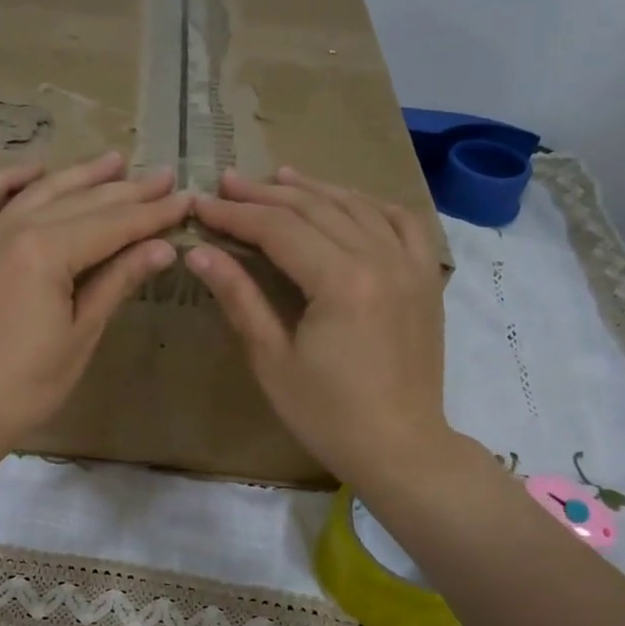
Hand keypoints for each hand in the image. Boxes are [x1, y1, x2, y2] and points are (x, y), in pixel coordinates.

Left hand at [0, 152, 191, 455]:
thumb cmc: (27, 385)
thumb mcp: (80, 335)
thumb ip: (117, 282)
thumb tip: (162, 247)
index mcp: (46, 253)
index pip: (112, 225)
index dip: (152, 214)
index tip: (186, 200)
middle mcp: (13, 230)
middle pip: (80, 203)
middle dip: (127, 191)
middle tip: (164, 177)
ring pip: (38, 193)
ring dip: (79, 176)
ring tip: (115, 161)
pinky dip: (7, 181)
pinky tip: (34, 172)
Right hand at [187, 168, 458, 490]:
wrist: (399, 447)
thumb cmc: (327, 414)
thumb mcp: (272, 359)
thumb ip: (239, 297)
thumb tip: (198, 253)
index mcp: (341, 281)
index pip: (278, 229)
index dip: (235, 214)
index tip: (200, 204)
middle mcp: (380, 258)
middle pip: (315, 209)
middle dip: (266, 195)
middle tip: (227, 183)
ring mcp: (410, 265)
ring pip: (356, 207)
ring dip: (313, 190)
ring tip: (277, 178)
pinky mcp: (425, 279)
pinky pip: (402, 223)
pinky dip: (370, 204)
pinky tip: (348, 200)